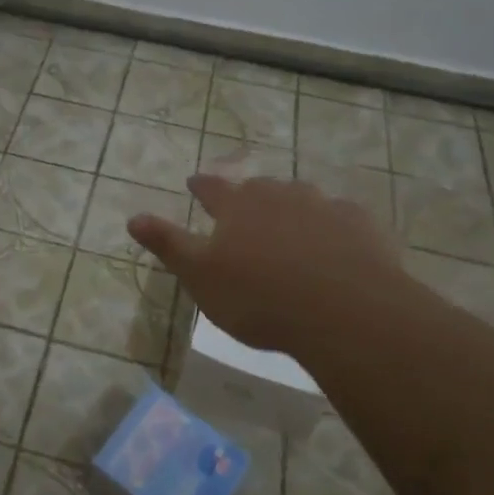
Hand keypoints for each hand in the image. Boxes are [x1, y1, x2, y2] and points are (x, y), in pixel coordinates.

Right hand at [128, 172, 412, 353]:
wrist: (345, 312)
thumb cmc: (259, 297)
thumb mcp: (200, 276)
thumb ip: (168, 244)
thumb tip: (133, 217)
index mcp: (237, 206)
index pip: (211, 188)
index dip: (201, 186)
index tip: (194, 183)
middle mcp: (278, 195)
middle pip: (257, 189)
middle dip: (247, 196)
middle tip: (244, 207)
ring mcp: (323, 206)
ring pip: (300, 198)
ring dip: (290, 207)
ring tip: (289, 224)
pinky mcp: (360, 224)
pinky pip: (340, 218)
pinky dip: (332, 226)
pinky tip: (336, 242)